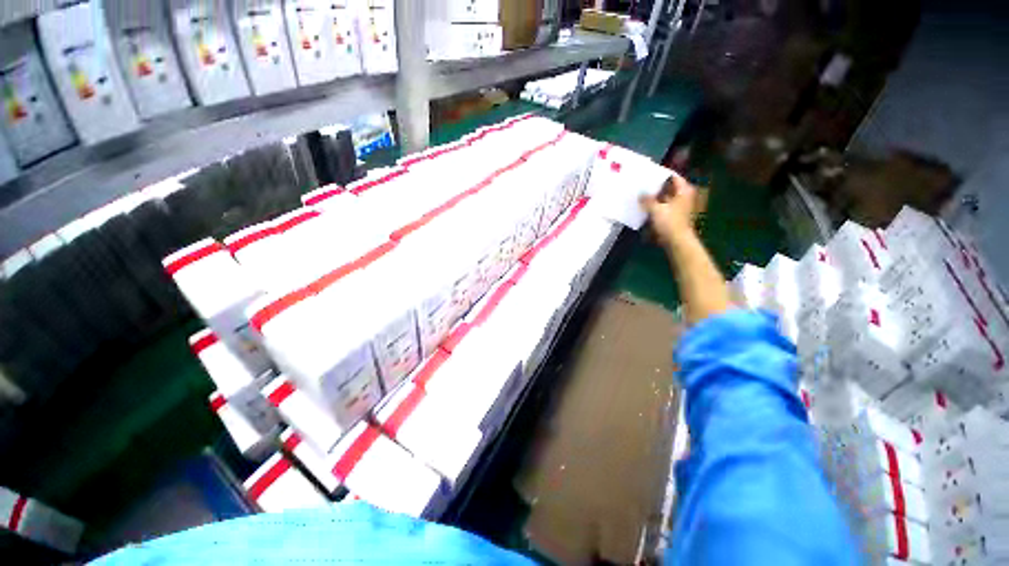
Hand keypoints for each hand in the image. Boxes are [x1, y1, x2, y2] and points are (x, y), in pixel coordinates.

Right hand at [640, 174, 698, 244]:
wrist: (677, 241)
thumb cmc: (669, 222)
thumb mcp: (655, 209)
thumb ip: (647, 200)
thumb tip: (640, 194)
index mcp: (684, 191)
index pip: (673, 177)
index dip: (662, 175)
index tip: (649, 174)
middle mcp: (684, 197)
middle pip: (669, 188)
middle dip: (657, 187)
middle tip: (642, 185)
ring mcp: (680, 208)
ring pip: (666, 198)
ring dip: (655, 198)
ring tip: (641, 196)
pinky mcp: (674, 217)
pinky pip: (663, 208)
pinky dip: (656, 207)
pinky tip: (645, 208)